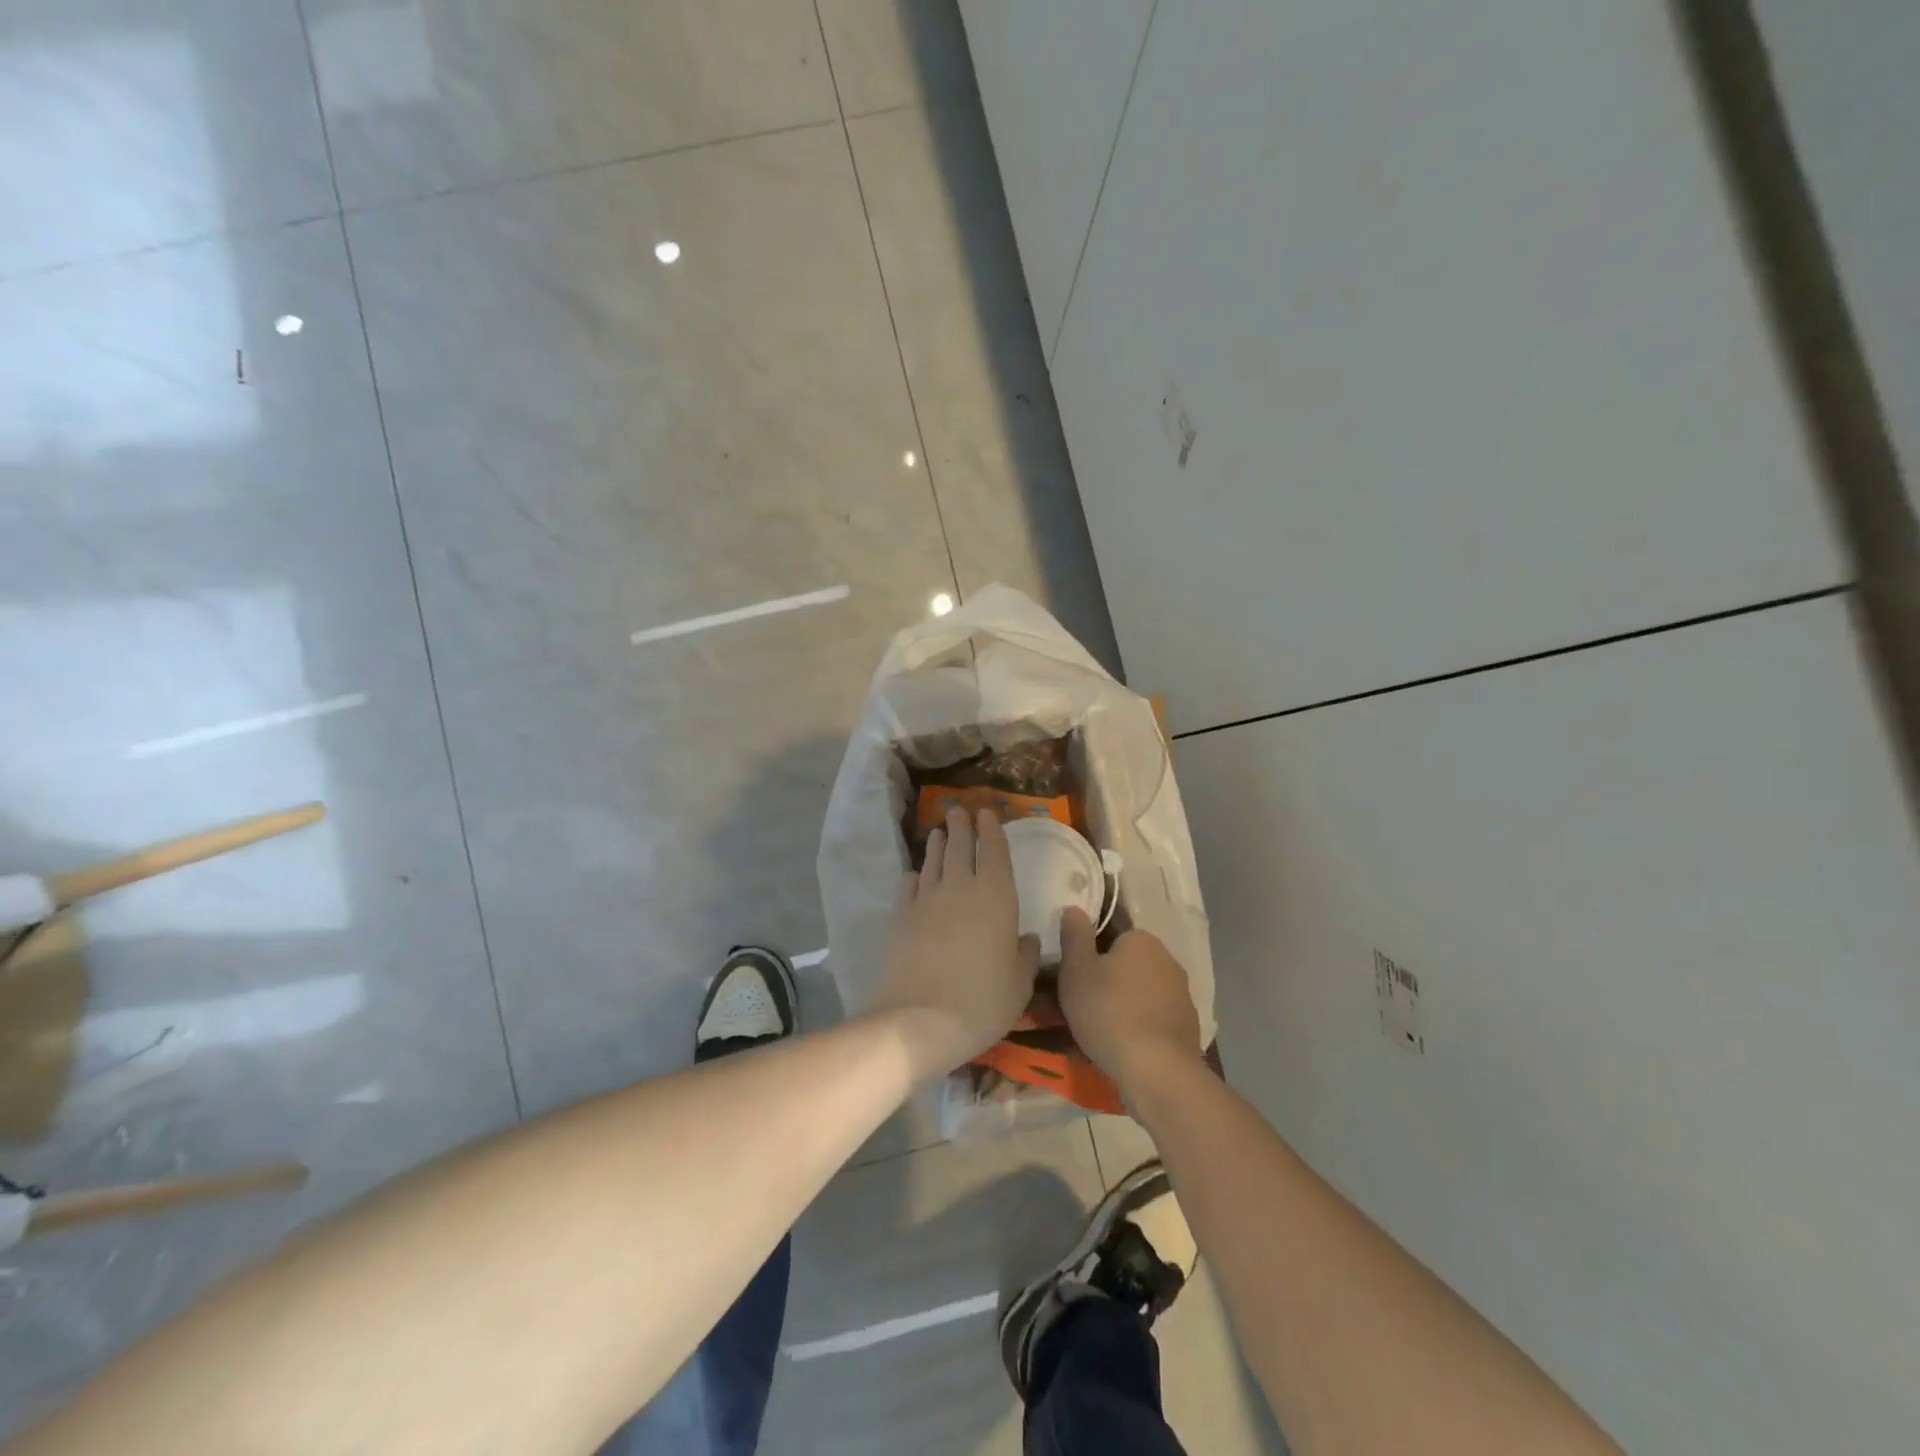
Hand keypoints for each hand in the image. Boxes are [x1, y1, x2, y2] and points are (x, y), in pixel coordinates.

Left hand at [876, 808, 1040, 1076]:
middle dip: (961, 827)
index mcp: (996, 896)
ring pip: (933, 862)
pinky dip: (913, 876)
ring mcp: (927, 900)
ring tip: (938, 832)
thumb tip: (1027, 938)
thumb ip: (1025, 955)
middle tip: (958, 810)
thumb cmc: (983, 1000)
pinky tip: (914, 874)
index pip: (994, 852)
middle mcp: (961, 888)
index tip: (987, 813)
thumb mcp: (1019, 983)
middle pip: (960, 847)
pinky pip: (908, 887)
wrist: (921, 1019)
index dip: (992, 830)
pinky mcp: (902, 917)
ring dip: (937, 844)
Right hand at [1057, 908, 1202, 1092]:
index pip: (1112, 935)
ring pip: (1142, 992)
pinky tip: (1124, 1046)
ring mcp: (1182, 995)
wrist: (1156, 1071)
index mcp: (1141, 940)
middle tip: (1083, 1004)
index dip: (1091, 954)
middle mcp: (1168, 960)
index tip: (1076, 976)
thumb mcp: (1076, 970)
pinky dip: (1141, 1027)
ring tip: (1100, 1031)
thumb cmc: (1108, 1011)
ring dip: (1125, 1004)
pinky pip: (1155, 1018)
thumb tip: (1074, 908)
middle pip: (1128, 964)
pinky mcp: (1188, 1027)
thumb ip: (1075, 935)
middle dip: (1109, 979)